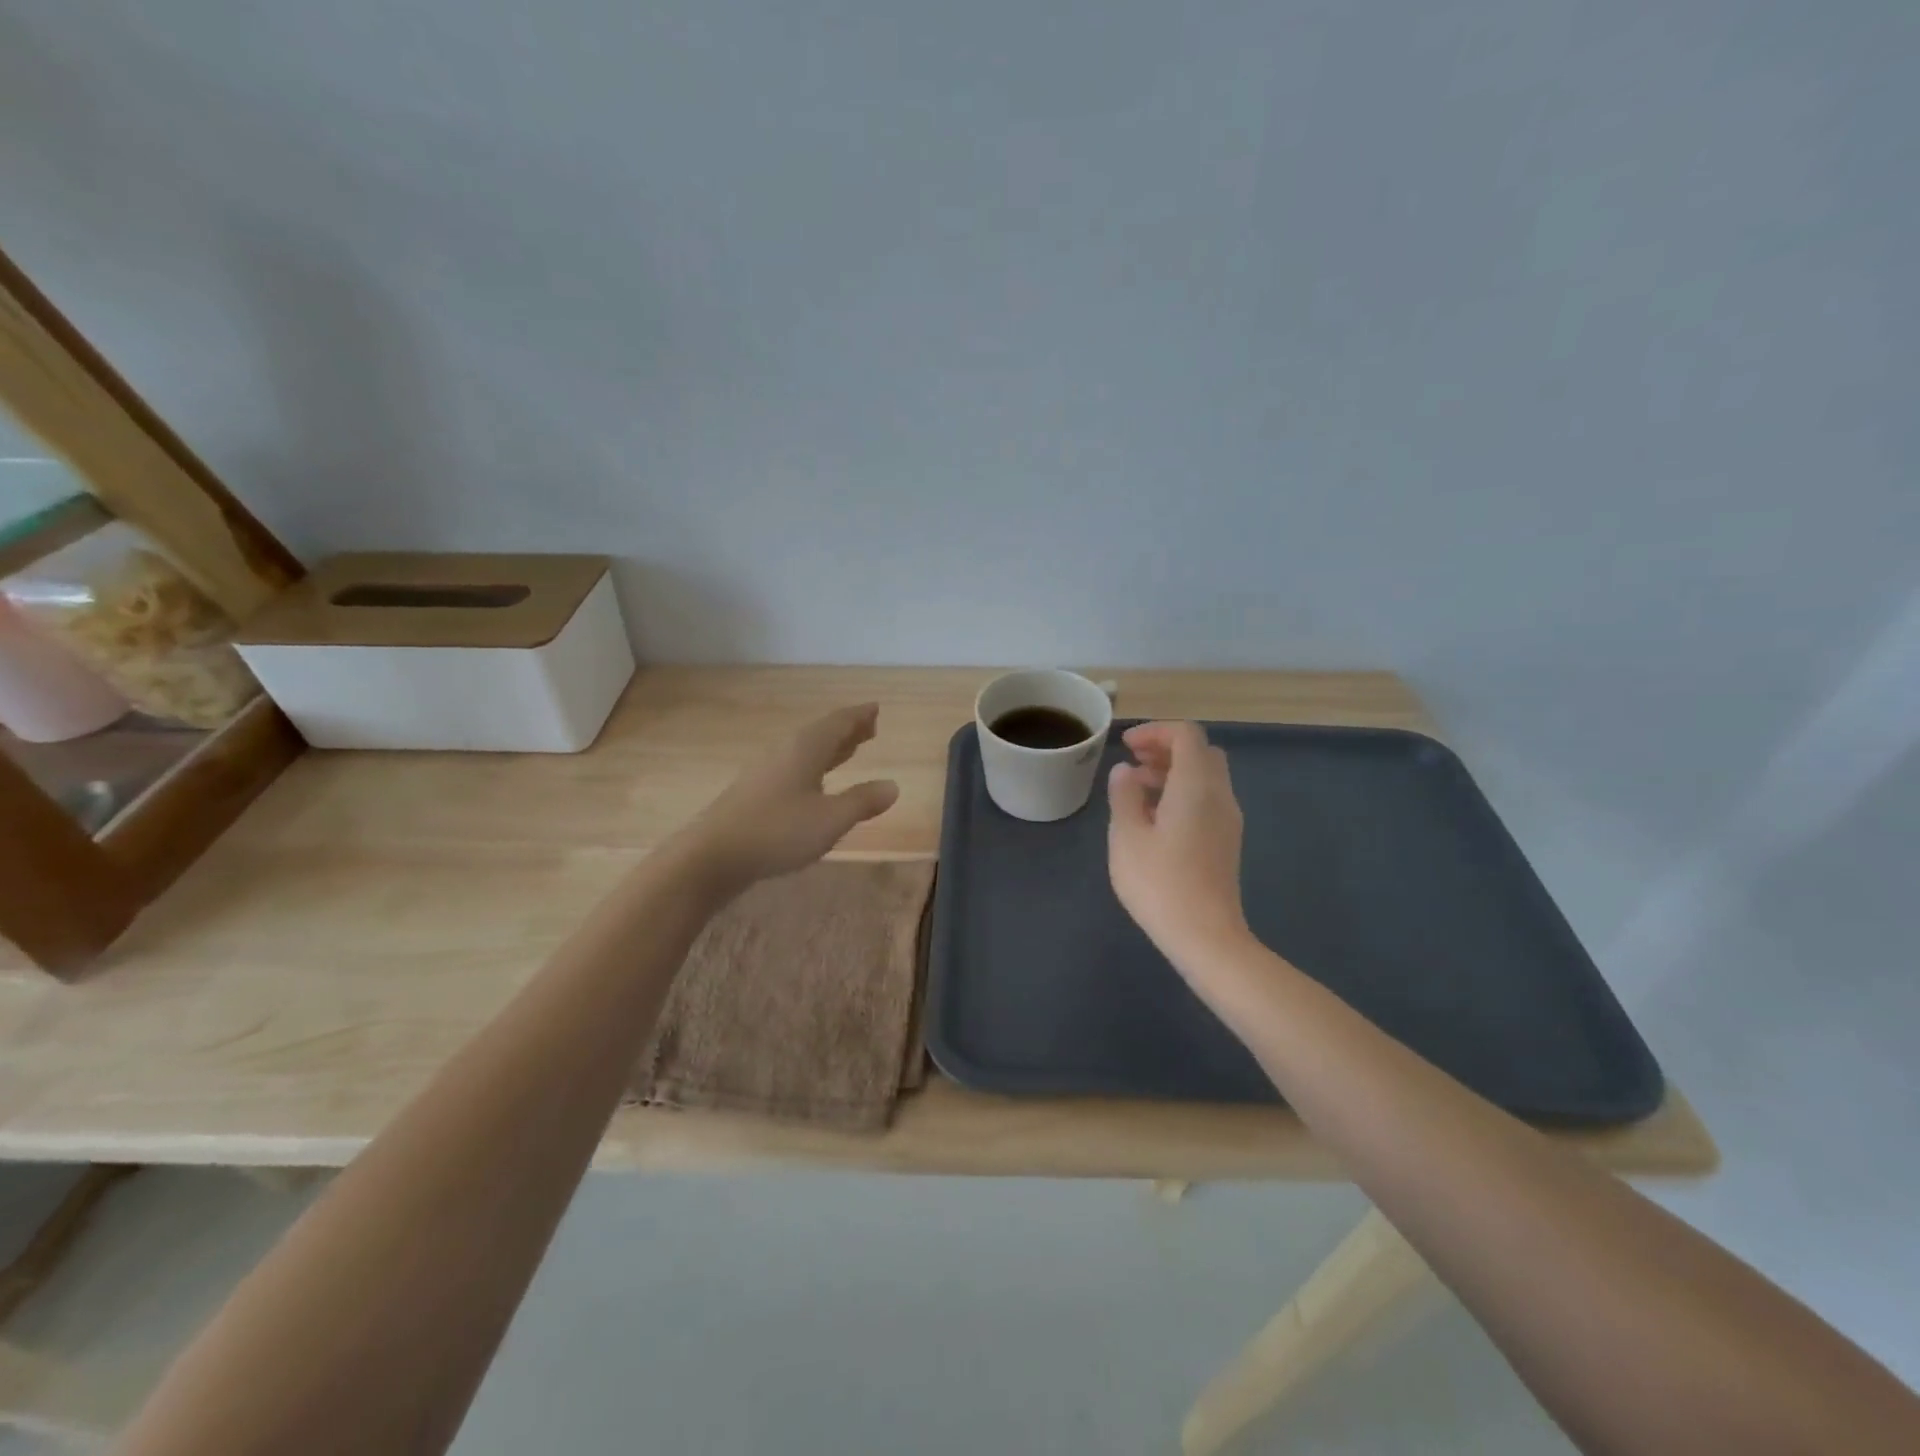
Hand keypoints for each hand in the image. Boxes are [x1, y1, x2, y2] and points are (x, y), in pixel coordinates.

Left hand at [680, 703, 899, 890]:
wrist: (713, 856)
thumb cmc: (778, 831)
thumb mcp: (831, 819)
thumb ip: (863, 801)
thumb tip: (892, 785)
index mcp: (806, 748)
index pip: (838, 723)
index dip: (859, 716)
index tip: (875, 708)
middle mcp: (785, 752)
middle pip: (821, 733)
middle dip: (847, 731)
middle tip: (869, 727)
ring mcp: (767, 772)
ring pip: (806, 751)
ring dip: (830, 749)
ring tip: (849, 751)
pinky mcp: (755, 793)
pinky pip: (795, 767)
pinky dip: (814, 767)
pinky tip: (815, 784)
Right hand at [1107, 721, 1249, 968]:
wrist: (1206, 936)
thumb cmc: (1160, 883)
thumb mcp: (1127, 836)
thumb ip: (1124, 796)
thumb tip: (1125, 771)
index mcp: (1196, 786)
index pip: (1186, 735)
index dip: (1156, 731)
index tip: (1126, 745)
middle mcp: (1219, 795)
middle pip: (1201, 753)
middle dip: (1166, 748)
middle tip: (1133, 762)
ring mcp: (1228, 820)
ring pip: (1206, 777)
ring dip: (1173, 772)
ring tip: (1136, 789)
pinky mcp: (1226, 841)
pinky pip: (1207, 800)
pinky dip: (1182, 793)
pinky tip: (1155, 818)